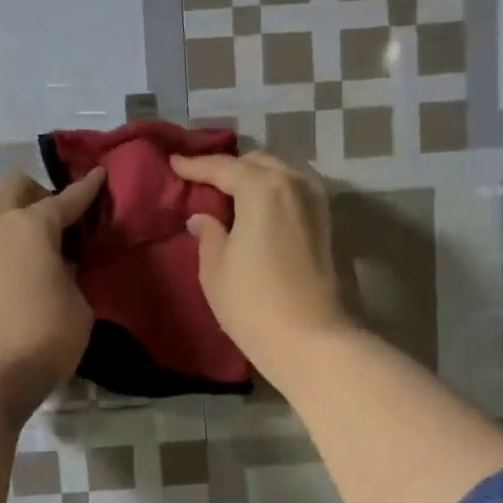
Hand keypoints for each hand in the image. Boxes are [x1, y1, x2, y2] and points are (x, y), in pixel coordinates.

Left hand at [0, 168, 106, 420]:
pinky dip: (4, 248)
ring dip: (17, 221)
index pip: (66, 198)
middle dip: (39, 192)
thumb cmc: (42, 335)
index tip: (99, 173)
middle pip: (14, 188)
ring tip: (41, 250)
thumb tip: (57, 269)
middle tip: (61, 217)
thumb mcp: (78, 306)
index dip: (87, 188)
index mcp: (32, 225)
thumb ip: (71, 277)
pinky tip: (19, 275)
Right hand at [170, 151, 350, 380]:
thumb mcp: (215, 269)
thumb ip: (208, 234)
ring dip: (254, 178)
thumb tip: (203, 218)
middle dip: (229, 168)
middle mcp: (294, 184)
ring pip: (281, 174)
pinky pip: (294, 192)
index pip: (223, 167)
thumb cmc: (253, 303)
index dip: (195, 165)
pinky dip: (274, 192)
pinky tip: (258, 209)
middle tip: (202, 181)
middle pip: (256, 163)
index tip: (174, 163)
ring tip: (230, 194)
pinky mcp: (328, 223)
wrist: (312, 340)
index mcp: (262, 188)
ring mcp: (317, 202)